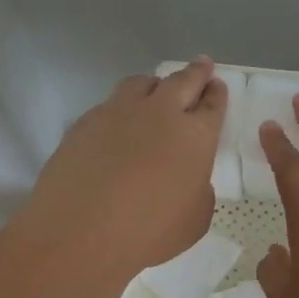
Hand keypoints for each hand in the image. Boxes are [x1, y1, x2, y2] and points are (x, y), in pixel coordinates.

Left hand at [21, 59, 226, 278]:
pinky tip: (117, 124)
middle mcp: (160, 113)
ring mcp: (119, 113)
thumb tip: (187, 177)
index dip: (217, 94)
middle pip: (182, 81)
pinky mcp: (86, 122)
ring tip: (156, 90)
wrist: (81, 231)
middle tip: (202, 65)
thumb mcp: (195, 218)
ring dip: (155, 84)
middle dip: (196, 72)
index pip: (213, 105)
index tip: (218, 85)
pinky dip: (121, 108)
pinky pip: (110, 104)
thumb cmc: (149, 232)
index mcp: (196, 136)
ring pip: (142, 83)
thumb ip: (198, 189)